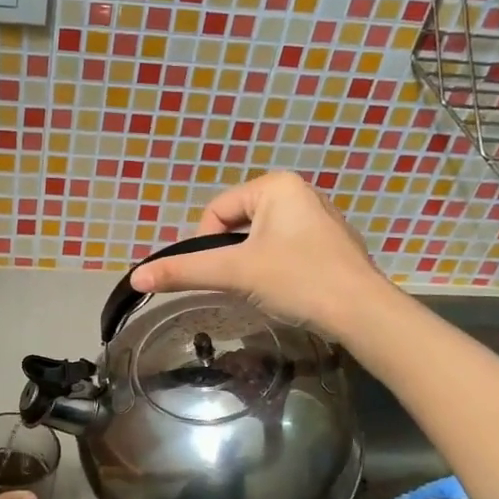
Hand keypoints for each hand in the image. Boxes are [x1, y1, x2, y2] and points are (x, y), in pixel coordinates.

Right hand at [129, 172, 391, 341]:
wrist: (362, 313)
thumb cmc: (298, 280)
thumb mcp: (234, 273)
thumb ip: (184, 271)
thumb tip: (136, 277)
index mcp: (276, 185)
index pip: (216, 211)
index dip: (207, 245)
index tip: (220, 274)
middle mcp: (299, 192)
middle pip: (238, 224)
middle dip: (233, 256)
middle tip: (241, 285)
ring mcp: (319, 218)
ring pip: (261, 240)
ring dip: (252, 265)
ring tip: (264, 290)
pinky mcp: (331, 245)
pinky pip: (286, 250)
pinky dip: (277, 270)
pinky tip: (288, 291)